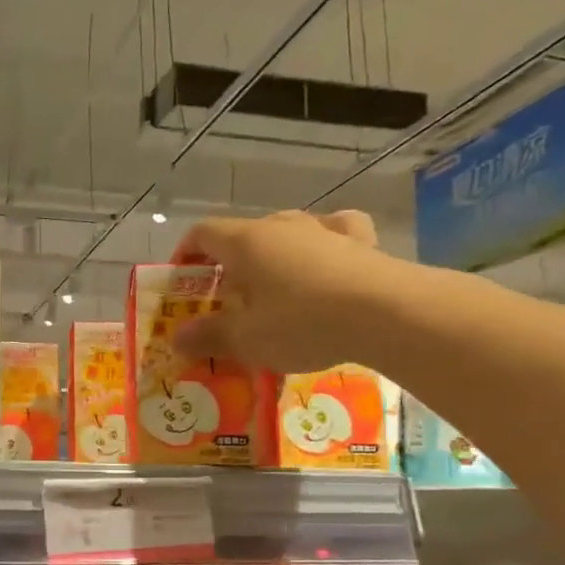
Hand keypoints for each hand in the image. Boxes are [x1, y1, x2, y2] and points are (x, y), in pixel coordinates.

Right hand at [170, 209, 414, 374]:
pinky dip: (323, 243)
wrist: (387, 313)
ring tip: (273, 287)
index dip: (186, 254)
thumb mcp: (247, 339)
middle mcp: (281, 225)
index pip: (202, 233)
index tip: (182, 282)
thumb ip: (208, 336)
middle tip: (227, 301)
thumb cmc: (302, 323)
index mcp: (245, 242)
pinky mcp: (360, 242)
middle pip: (242, 236)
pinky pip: (334, 231)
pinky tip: (327, 258)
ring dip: (273, 256)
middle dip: (228, 265)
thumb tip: (177, 338)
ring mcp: (323, 229)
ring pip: (286, 232)